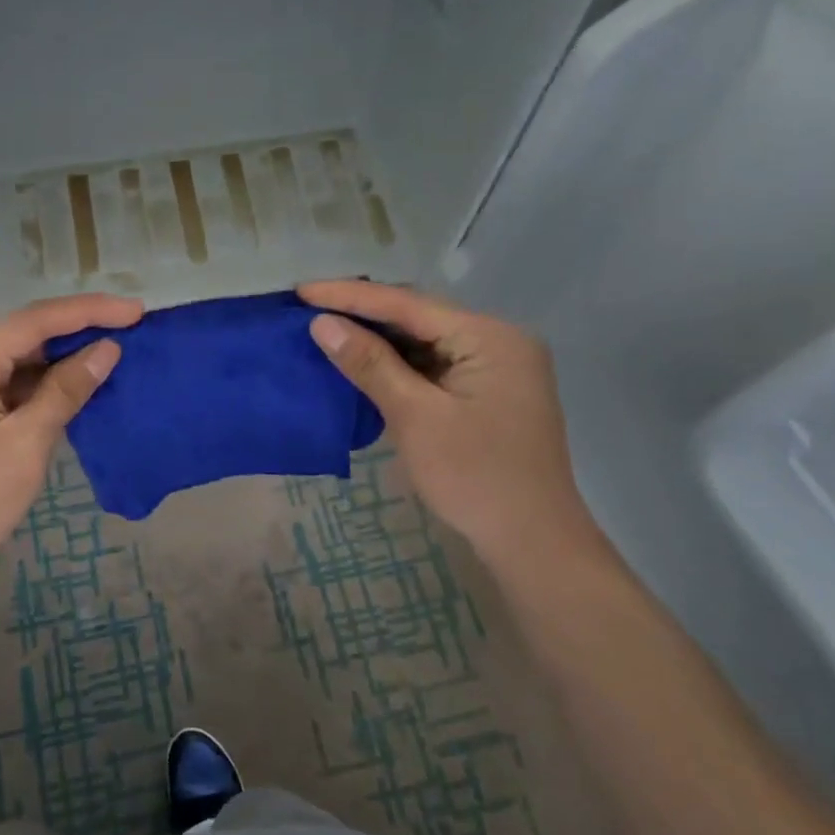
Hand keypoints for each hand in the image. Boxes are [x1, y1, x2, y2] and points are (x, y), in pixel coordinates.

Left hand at [0, 294, 142, 588]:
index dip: (90, 312)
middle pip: (20, 335)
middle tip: (128, 333)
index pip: (34, 321)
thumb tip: (106, 350)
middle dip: (74, 334)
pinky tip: (67, 390)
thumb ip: (66, 390)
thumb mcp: (25, 445)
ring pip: (9, 360)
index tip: (137, 312)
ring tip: (107, 358)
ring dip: (55, 362)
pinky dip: (32, 386)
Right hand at [300, 279, 593, 562]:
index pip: (408, 304)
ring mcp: (497, 368)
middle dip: (363, 314)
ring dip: (379, 340)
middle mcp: (498, 341)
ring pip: (426, 342)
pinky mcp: (488, 393)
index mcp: (490, 337)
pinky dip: (399, 365)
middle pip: (419, 317)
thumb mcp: (415, 417)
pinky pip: (435, 366)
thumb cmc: (474, 477)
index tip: (301, 290)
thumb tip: (322, 323)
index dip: (350, 296)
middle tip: (308, 309)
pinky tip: (364, 363)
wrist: (533, 543)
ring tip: (326, 330)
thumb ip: (369, 364)